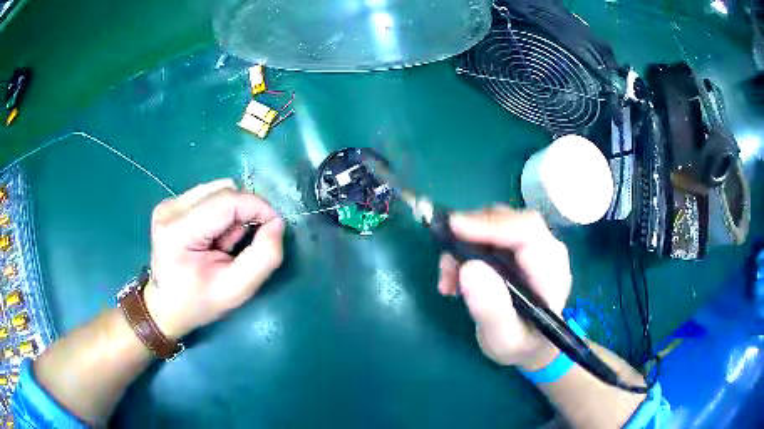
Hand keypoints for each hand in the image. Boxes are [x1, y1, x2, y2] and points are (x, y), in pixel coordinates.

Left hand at [143, 179, 285, 339]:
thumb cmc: (199, 303)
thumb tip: (277, 223)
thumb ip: (264, 257)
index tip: (273, 228)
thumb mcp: (237, 290)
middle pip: (224, 190)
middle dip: (242, 214)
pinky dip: (219, 213)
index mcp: (179, 230)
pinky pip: (208, 196)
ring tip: (222, 244)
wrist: (165, 308)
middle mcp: (171, 209)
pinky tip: (211, 237)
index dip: (258, 207)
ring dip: (231, 213)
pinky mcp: (170, 204)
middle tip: (237, 246)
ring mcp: (168, 204)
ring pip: (217, 190)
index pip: (228, 200)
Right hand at [437, 206, 571, 369]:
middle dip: (471, 233)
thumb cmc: (521, 345)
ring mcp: (535, 245)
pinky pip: (490, 232)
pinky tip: (456, 277)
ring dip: (465, 243)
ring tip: (448, 279)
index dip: (491, 225)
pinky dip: (466, 248)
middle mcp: (548, 249)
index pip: (527, 232)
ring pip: (496, 222)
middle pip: (509, 220)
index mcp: (552, 273)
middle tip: (446, 265)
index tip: (454, 228)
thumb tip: (468, 268)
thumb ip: (491, 310)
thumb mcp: (504, 340)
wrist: (533, 346)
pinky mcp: (520, 247)